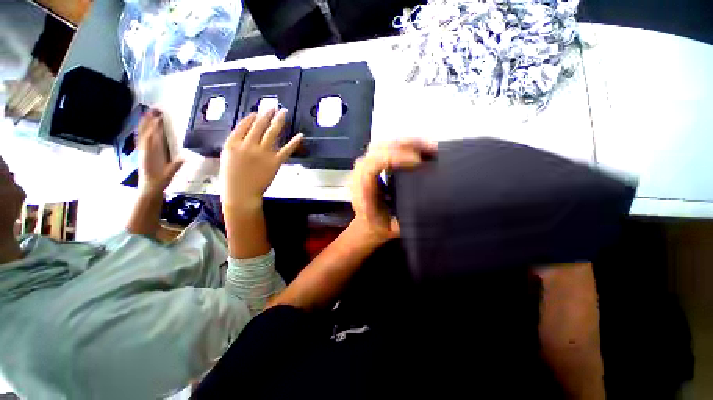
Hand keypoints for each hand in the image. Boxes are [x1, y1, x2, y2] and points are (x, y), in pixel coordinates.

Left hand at [137, 109, 182, 194]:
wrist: (148, 188)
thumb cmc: (159, 182)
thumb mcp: (168, 175)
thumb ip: (174, 167)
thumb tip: (185, 159)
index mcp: (150, 155)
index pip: (152, 138)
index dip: (155, 128)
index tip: (159, 118)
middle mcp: (144, 150)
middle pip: (144, 132)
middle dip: (148, 121)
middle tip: (153, 110)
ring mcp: (142, 151)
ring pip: (141, 134)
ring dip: (144, 123)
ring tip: (149, 113)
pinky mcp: (143, 153)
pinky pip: (142, 139)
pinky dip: (143, 131)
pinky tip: (146, 127)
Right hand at [221, 109, 302, 207]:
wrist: (242, 194)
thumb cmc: (232, 178)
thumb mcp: (227, 158)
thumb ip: (236, 144)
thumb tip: (246, 133)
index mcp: (233, 143)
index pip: (244, 125)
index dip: (252, 118)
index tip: (258, 112)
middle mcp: (248, 145)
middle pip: (259, 125)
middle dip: (267, 114)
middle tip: (273, 106)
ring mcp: (263, 153)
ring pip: (272, 133)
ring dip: (279, 120)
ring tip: (284, 112)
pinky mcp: (275, 162)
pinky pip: (286, 150)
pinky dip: (294, 142)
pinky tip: (300, 135)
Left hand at [349, 139, 436, 241]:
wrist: (366, 224)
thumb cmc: (379, 226)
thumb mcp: (393, 226)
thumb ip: (407, 216)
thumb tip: (430, 201)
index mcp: (362, 189)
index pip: (373, 164)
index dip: (395, 158)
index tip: (419, 161)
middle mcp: (359, 173)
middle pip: (377, 148)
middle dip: (404, 145)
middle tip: (430, 148)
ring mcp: (363, 166)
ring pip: (381, 145)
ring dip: (405, 142)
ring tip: (427, 145)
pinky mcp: (369, 163)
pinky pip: (383, 148)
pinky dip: (401, 145)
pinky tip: (417, 148)